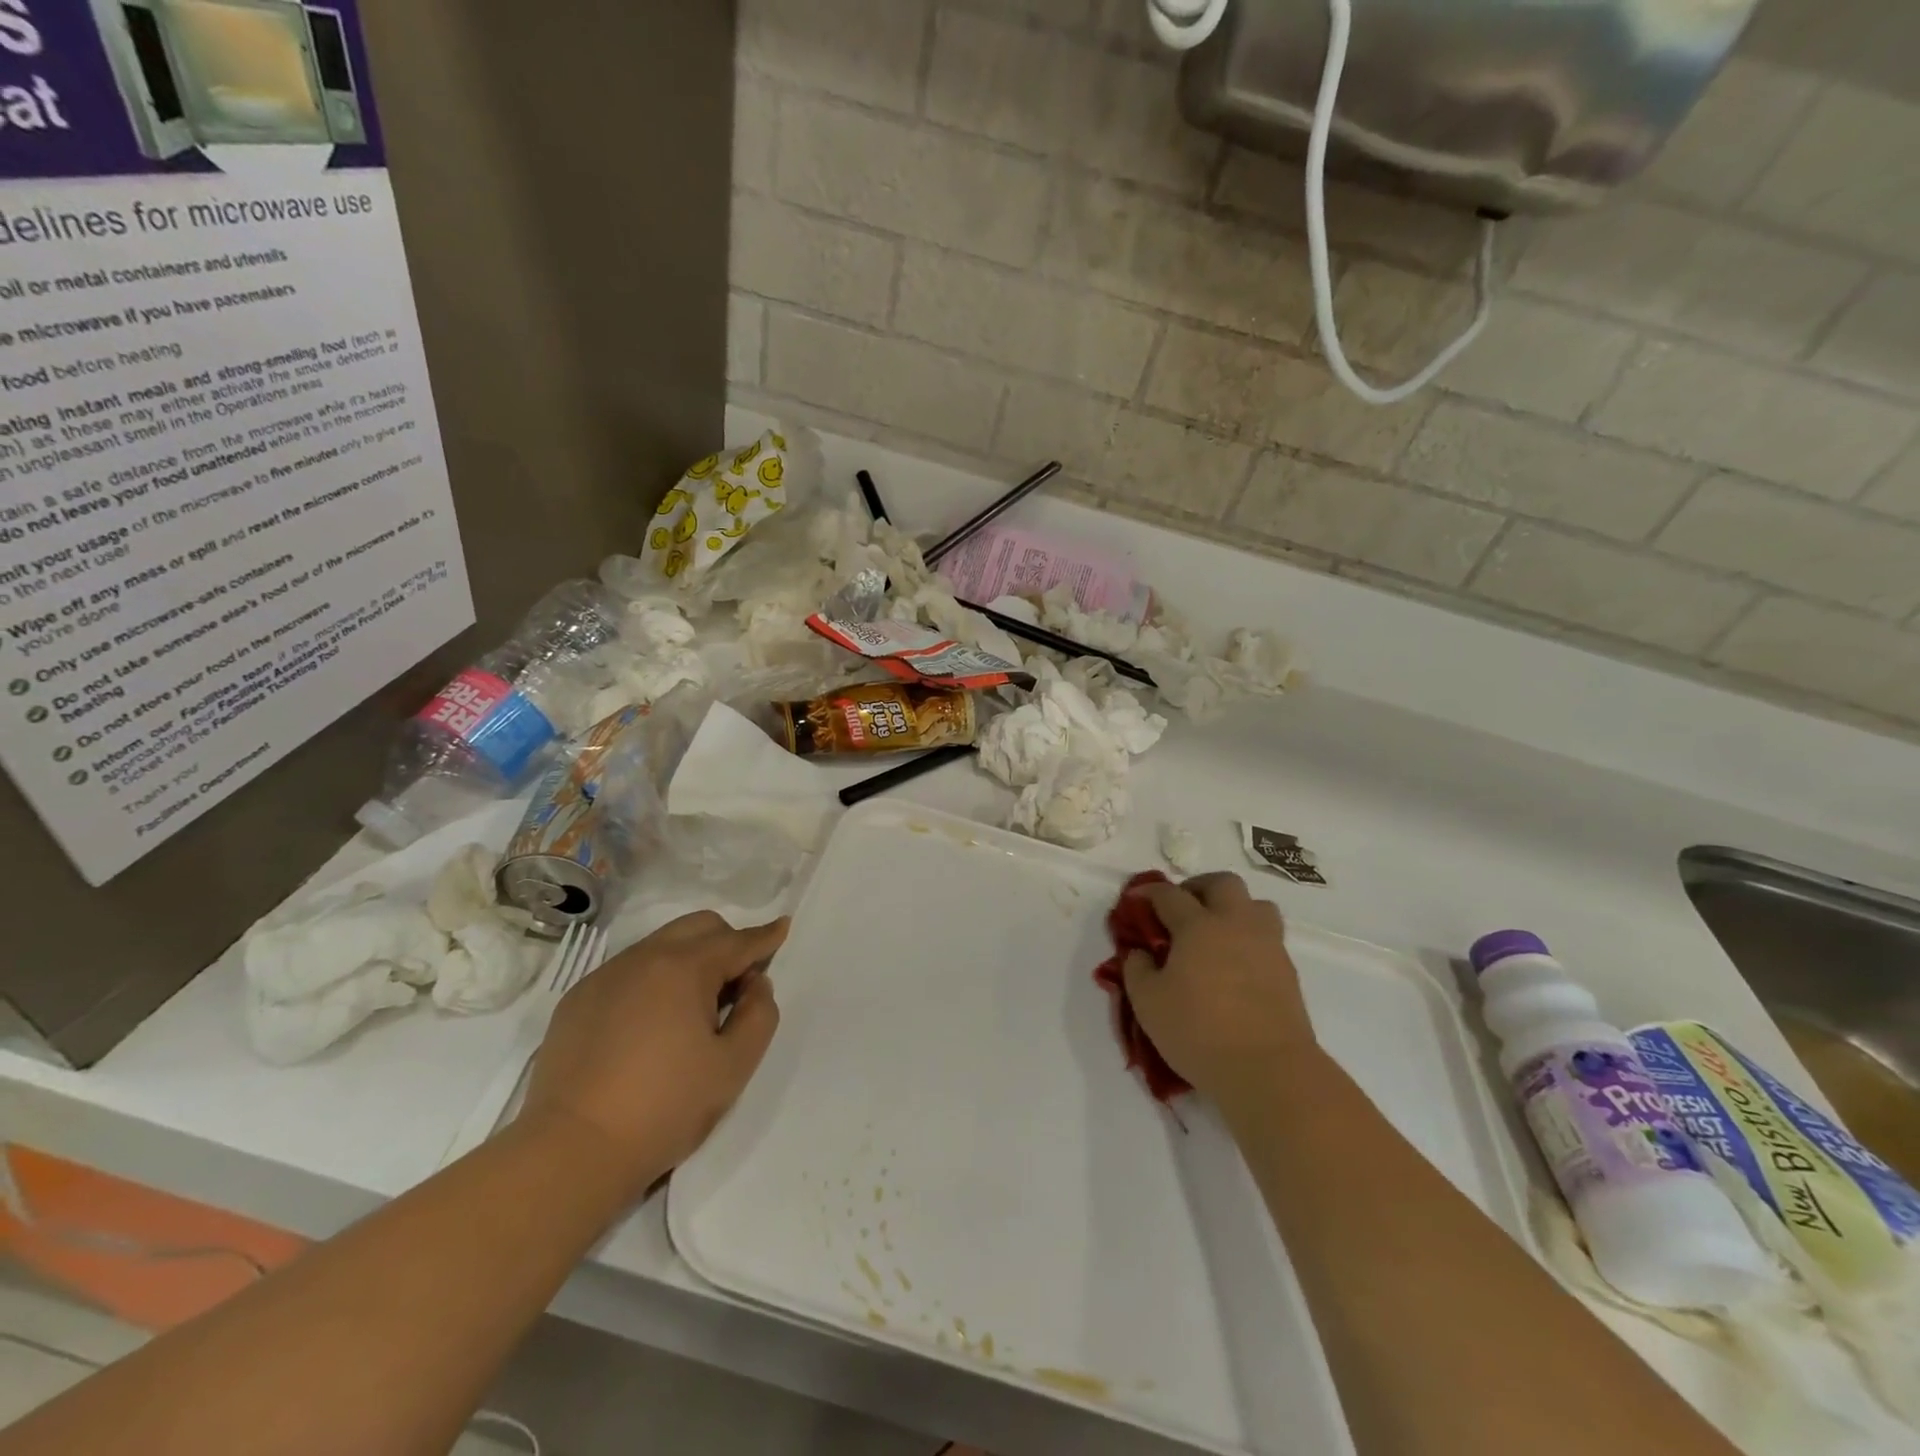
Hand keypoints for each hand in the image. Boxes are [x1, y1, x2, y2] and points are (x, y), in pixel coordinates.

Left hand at [524, 911, 785, 1189]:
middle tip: (737, 982)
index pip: (737, 941)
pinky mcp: (577, 1000)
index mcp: (685, 968)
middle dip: (727, 941)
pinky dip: (651, 980)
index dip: (765, 936)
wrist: (571, 1151)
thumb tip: (754, 985)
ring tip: (692, 1008)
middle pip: (698, 927)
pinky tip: (649, 1024)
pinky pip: (627, 971)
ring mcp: (605, 976)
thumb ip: (759, 1015)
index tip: (782, 927)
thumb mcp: (734, 1066)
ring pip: (660, 945)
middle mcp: (644, 958)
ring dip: (688, 960)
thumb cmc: (664, 1107)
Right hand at [1121, 873, 1315, 1103]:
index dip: (1147, 893)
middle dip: (1198, 888)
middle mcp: (1235, 924)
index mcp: (1198, 926)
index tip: (1134, 900)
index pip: (1169, 895)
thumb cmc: (1199, 1032)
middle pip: (1222, 883)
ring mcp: (1267, 945)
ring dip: (1233, 908)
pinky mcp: (1287, 970)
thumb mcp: (1148, 1003)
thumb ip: (1137, 969)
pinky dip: (1248, 939)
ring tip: (1216, 933)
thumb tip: (1140, 952)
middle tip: (1181, 909)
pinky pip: (1267, 937)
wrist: (1269, 1070)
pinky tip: (1234, 965)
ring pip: (1255, 905)